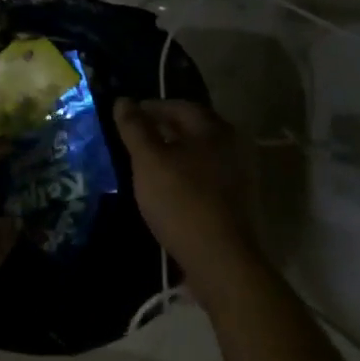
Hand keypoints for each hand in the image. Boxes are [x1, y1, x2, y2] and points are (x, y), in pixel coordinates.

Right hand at [115, 99, 261, 298]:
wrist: (220, 260)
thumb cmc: (181, 201)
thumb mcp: (149, 160)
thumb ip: (134, 128)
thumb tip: (123, 100)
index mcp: (213, 129)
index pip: (179, 106)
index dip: (150, 107)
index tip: (126, 116)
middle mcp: (231, 146)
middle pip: (191, 129)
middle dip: (161, 130)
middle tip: (132, 139)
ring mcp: (236, 176)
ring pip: (196, 155)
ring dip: (171, 154)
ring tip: (143, 164)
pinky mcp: (233, 202)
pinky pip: (202, 177)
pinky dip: (182, 175)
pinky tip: (164, 189)